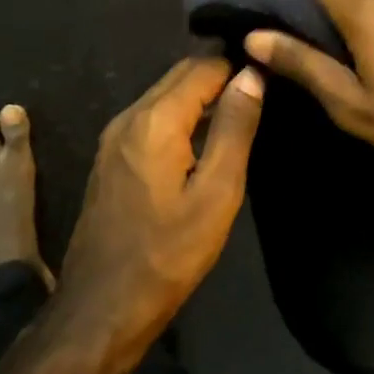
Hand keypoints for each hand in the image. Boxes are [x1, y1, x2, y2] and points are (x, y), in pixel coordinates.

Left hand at [59, 57, 264, 335]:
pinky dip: (181, 115)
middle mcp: (129, 116)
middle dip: (220, 74)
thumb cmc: (167, 253)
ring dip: (200, 95)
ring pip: (164, 95)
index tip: (271, 73)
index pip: (204, 67)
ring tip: (241, 108)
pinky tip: (205, 136)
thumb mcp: (216, 193)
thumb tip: (252, 75)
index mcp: (155, 120)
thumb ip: (235, 128)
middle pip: (180, 75)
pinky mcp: (110, 158)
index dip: (239, 65)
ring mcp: (114, 137)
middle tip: (261, 88)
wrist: (101, 308)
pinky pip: (152, 118)